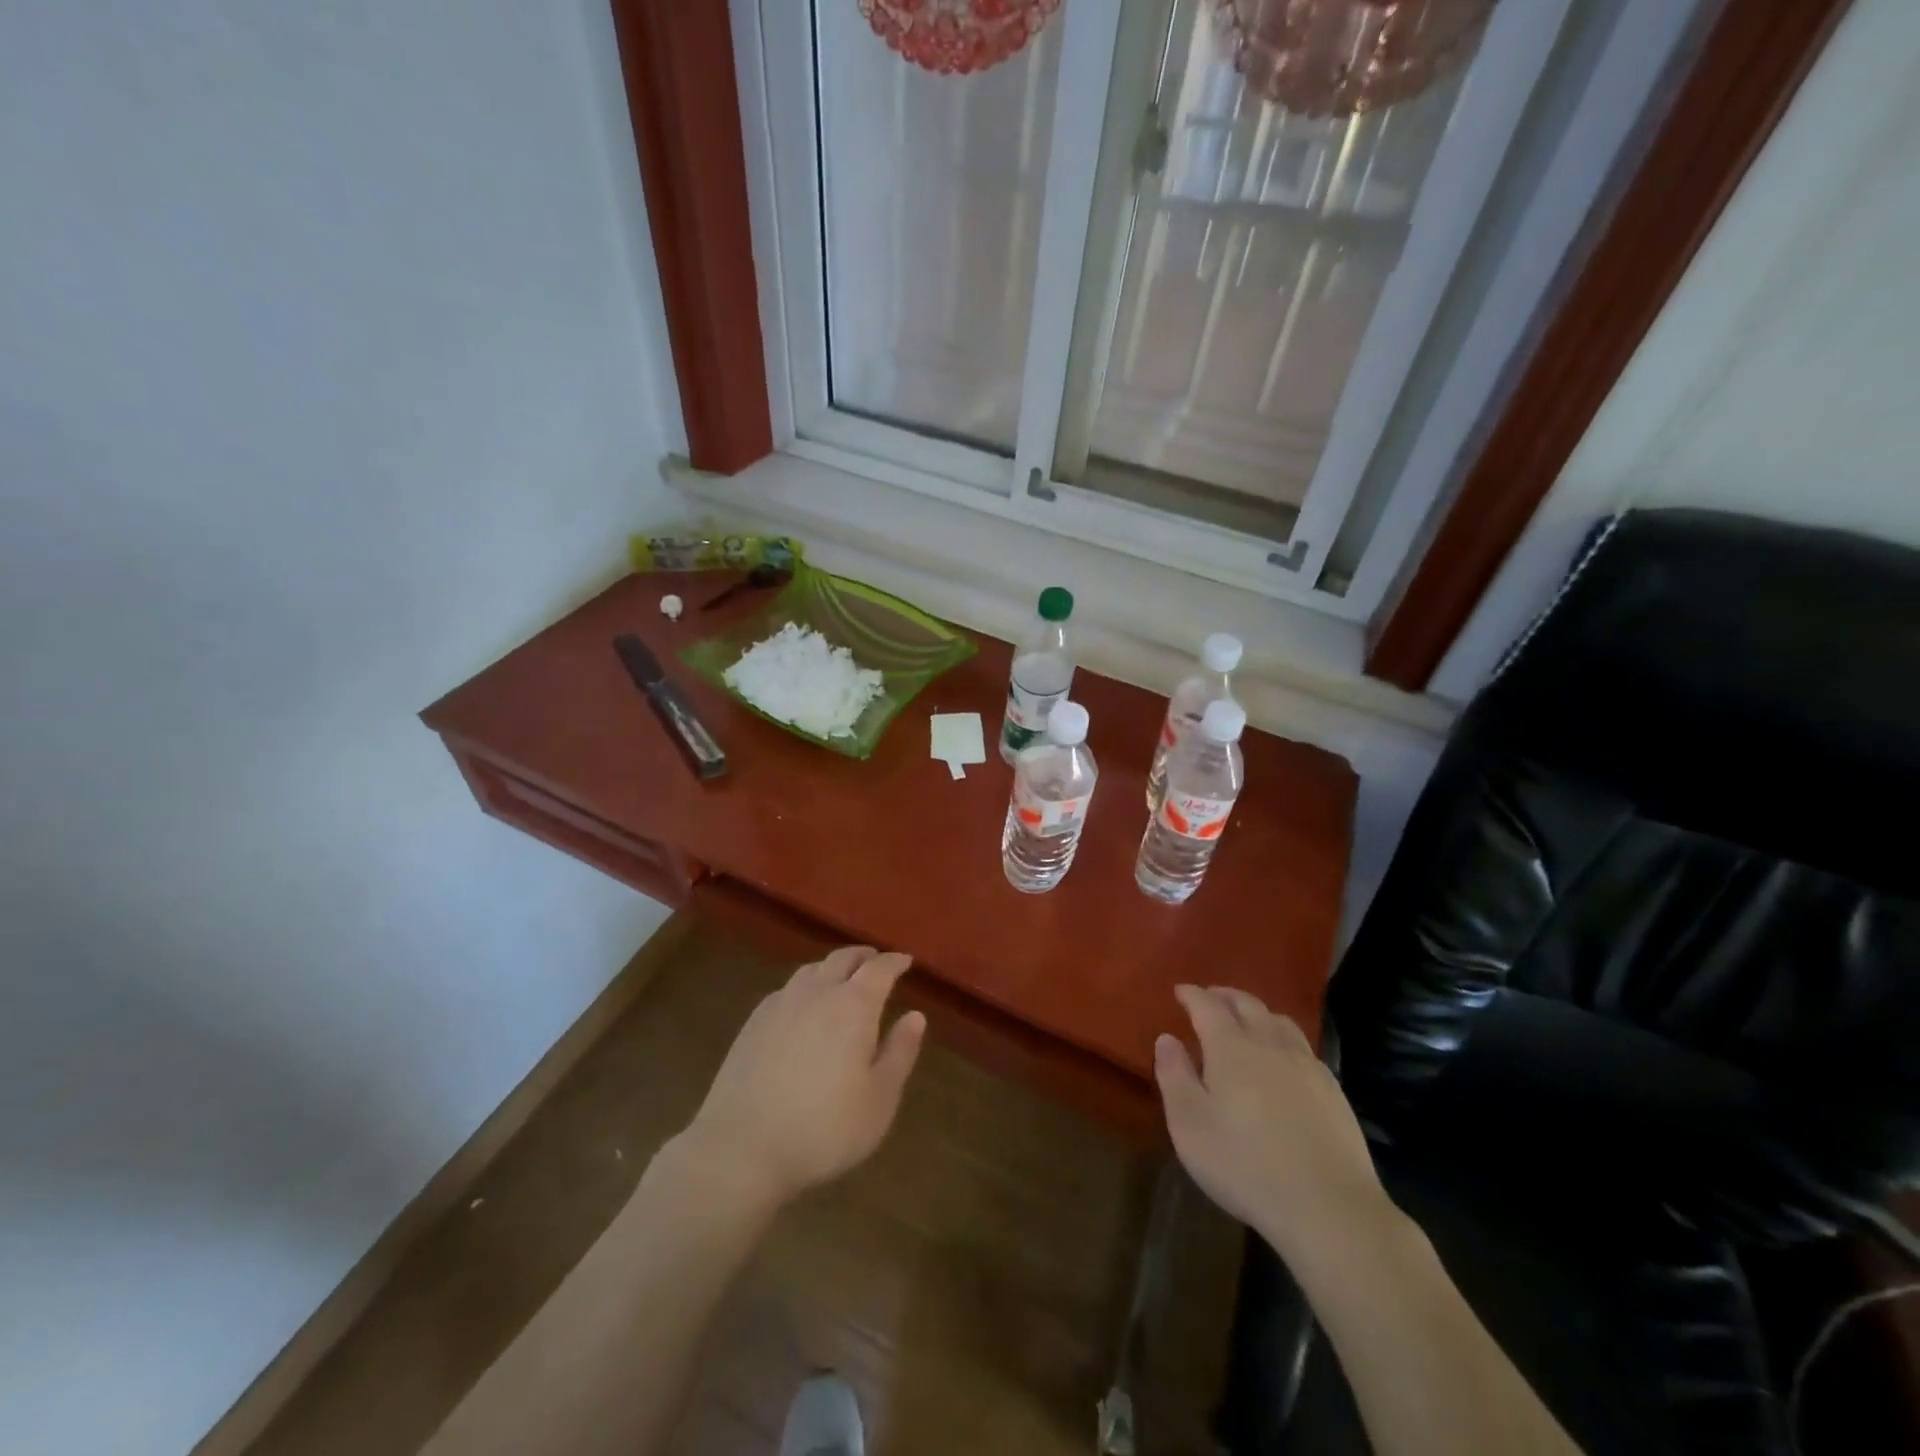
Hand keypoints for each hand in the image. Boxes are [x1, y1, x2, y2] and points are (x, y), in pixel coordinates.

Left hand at [676, 946, 925, 1212]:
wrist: (741, 1147)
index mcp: (854, 1006)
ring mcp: (781, 1004)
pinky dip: (805, 986)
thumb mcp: (879, 1100)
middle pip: (843, 958)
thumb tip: (915, 1016)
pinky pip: (787, 989)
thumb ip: (899, 1053)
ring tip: (841, 979)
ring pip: (811, 969)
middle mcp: (818, 992)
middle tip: (875, 961)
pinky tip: (802, 1006)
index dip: (895, 962)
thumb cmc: (824, 1129)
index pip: (880, 969)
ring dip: (832, 967)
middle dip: (863, 956)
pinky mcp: (753, 1022)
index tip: (905, 961)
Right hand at [1155, 985, 1389, 1259]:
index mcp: (1231, 1047)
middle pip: (1246, 1004)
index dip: (1192, 995)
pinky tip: (1282, 1058)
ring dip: (1256, 1012)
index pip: (1207, 1006)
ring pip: (1278, 1020)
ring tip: (1246, 1021)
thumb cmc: (1245, 1165)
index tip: (1180, 991)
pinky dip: (1282, 1037)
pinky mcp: (1332, 1089)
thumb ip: (1174, 1076)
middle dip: (1224, 996)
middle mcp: (1269, 1043)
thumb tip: (1167, 1038)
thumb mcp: (1190, 1125)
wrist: (1329, 1207)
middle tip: (1209, 998)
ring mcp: (1306, 1064)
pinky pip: (1301, 1045)